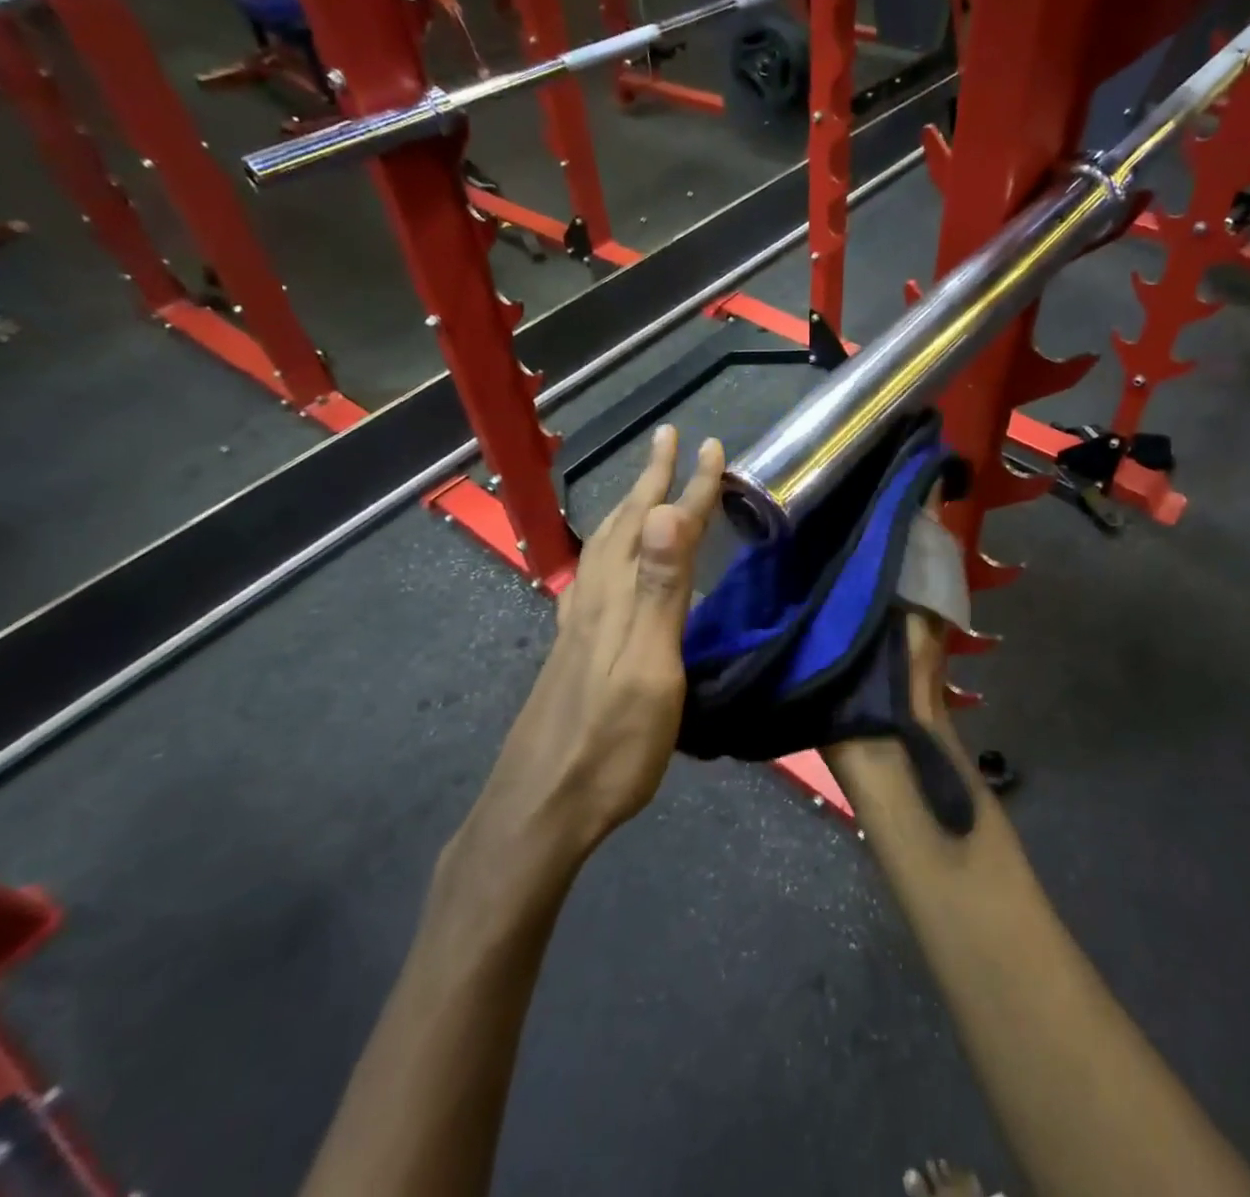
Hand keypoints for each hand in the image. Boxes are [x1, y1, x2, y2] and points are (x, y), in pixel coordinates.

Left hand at [478, 424, 725, 852]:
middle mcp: (593, 599)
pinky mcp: (572, 650)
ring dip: (628, 509)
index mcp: (618, 598)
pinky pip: (590, 578)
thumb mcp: (647, 669)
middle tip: (669, 440)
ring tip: (644, 489)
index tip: (710, 444)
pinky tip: (600, 565)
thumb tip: (665, 512)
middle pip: (625, 525)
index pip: (661, 527)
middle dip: (651, 478)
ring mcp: (577, 626)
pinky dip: (605, 551)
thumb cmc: (609, 746)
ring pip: (603, 548)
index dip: (688, 485)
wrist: (539, 810)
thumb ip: (658, 591)